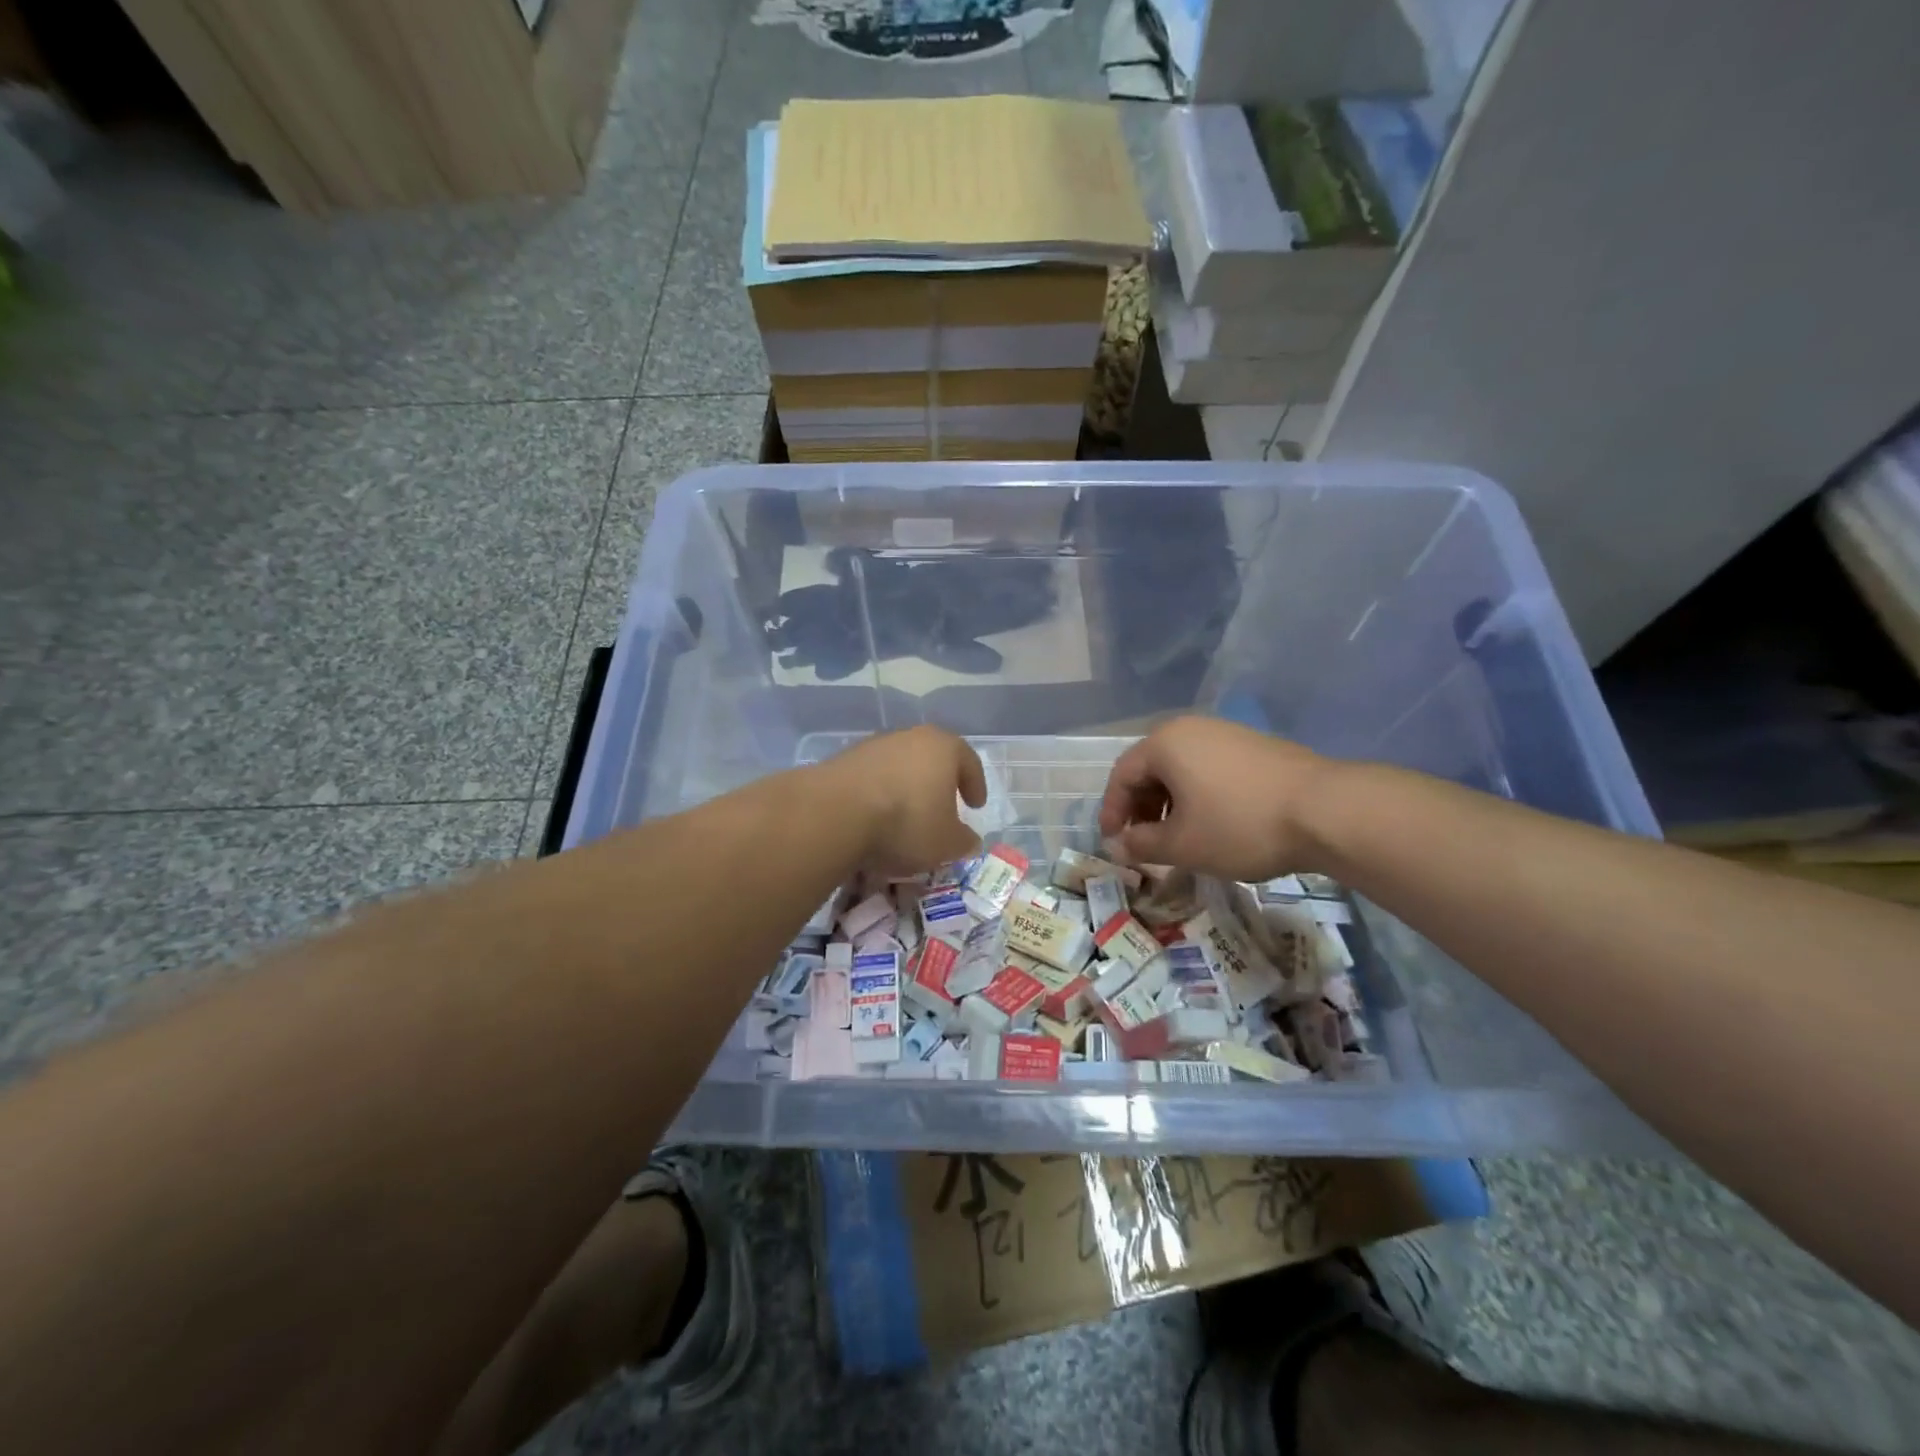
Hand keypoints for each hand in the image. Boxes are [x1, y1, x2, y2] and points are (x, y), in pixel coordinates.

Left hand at [822, 726, 986, 875]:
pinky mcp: (844, 759)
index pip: (969, 762)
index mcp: (944, 747)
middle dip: (939, 782)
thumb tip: (969, 841)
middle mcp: (910, 737)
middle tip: (943, 806)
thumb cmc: (906, 822)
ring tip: (906, 816)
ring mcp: (874, 745)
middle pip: (932, 758)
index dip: (975, 785)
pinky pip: (873, 777)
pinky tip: (876, 818)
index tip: (976, 806)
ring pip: (900, 765)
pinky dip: (879, 794)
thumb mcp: (947, 843)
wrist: (835, 813)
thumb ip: (963, 841)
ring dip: (906, 787)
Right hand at [1098, 716, 1331, 881]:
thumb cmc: (1240, 825)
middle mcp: (1191, 728)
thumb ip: (1142, 844)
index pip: (1122, 775)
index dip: (1112, 811)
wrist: (1327, 810)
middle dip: (1141, 808)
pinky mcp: (1255, 746)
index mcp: (1165, 743)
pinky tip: (1213, 823)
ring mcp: (1227, 733)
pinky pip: (1210, 768)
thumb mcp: (1183, 844)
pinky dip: (1198, 795)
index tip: (1114, 843)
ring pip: (1182, 768)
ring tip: (1178, 837)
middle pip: (1151, 768)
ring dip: (1170, 803)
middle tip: (1144, 843)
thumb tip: (1118, 846)